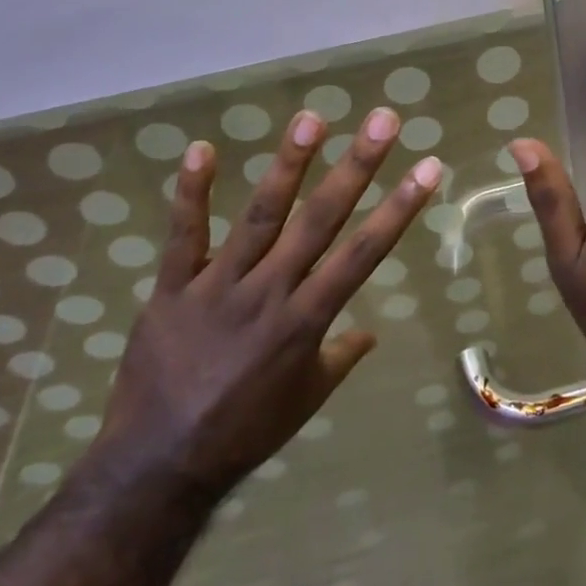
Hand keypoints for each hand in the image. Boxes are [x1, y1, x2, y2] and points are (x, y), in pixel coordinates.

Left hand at [90, 107, 441, 499]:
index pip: (364, 253)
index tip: (428, 167)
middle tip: (382, 120)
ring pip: (259, 215)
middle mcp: (269, 292)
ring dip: (288, 165)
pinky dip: (191, 193)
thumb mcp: (306, 399)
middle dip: (356, 166)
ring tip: (312, 118)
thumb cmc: (244, 432)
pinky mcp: (172, 289)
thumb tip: (369, 332)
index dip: (399, 208)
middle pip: (320, 219)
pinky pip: (183, 236)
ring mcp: (218, 287)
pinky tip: (201, 148)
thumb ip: (339, 357)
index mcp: (306, 320)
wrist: (157, 467)